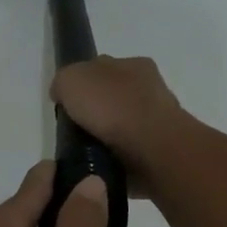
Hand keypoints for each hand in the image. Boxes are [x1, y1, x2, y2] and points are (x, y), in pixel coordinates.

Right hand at [50, 57, 184, 194]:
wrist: (152, 147)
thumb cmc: (112, 106)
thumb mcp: (71, 80)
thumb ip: (64, 82)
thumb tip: (63, 94)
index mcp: (133, 63)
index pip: (101, 68)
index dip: (82, 85)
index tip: (68, 106)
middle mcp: (149, 86)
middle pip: (114, 96)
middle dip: (97, 111)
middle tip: (78, 130)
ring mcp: (159, 118)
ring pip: (125, 123)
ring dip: (110, 135)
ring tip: (91, 151)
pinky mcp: (162, 147)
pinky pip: (133, 149)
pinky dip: (121, 154)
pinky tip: (108, 162)